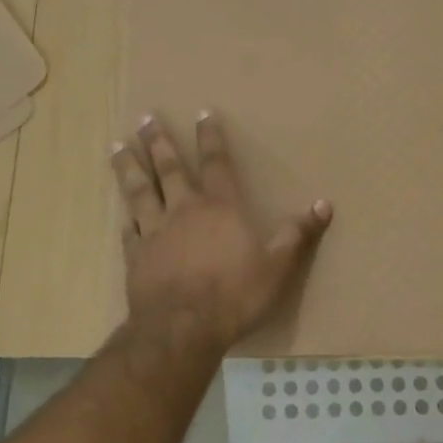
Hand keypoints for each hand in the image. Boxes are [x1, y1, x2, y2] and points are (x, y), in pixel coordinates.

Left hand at [112, 112, 332, 349]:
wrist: (182, 329)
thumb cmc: (234, 295)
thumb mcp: (278, 266)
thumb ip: (298, 234)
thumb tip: (324, 204)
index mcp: (220, 208)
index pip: (216, 163)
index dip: (210, 137)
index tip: (202, 112)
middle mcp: (184, 210)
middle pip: (169, 168)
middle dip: (159, 141)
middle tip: (146, 117)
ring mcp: (155, 232)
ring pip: (140, 191)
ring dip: (130, 167)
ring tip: (118, 146)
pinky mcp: (136, 256)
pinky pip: (128, 230)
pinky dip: (125, 217)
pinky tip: (120, 211)